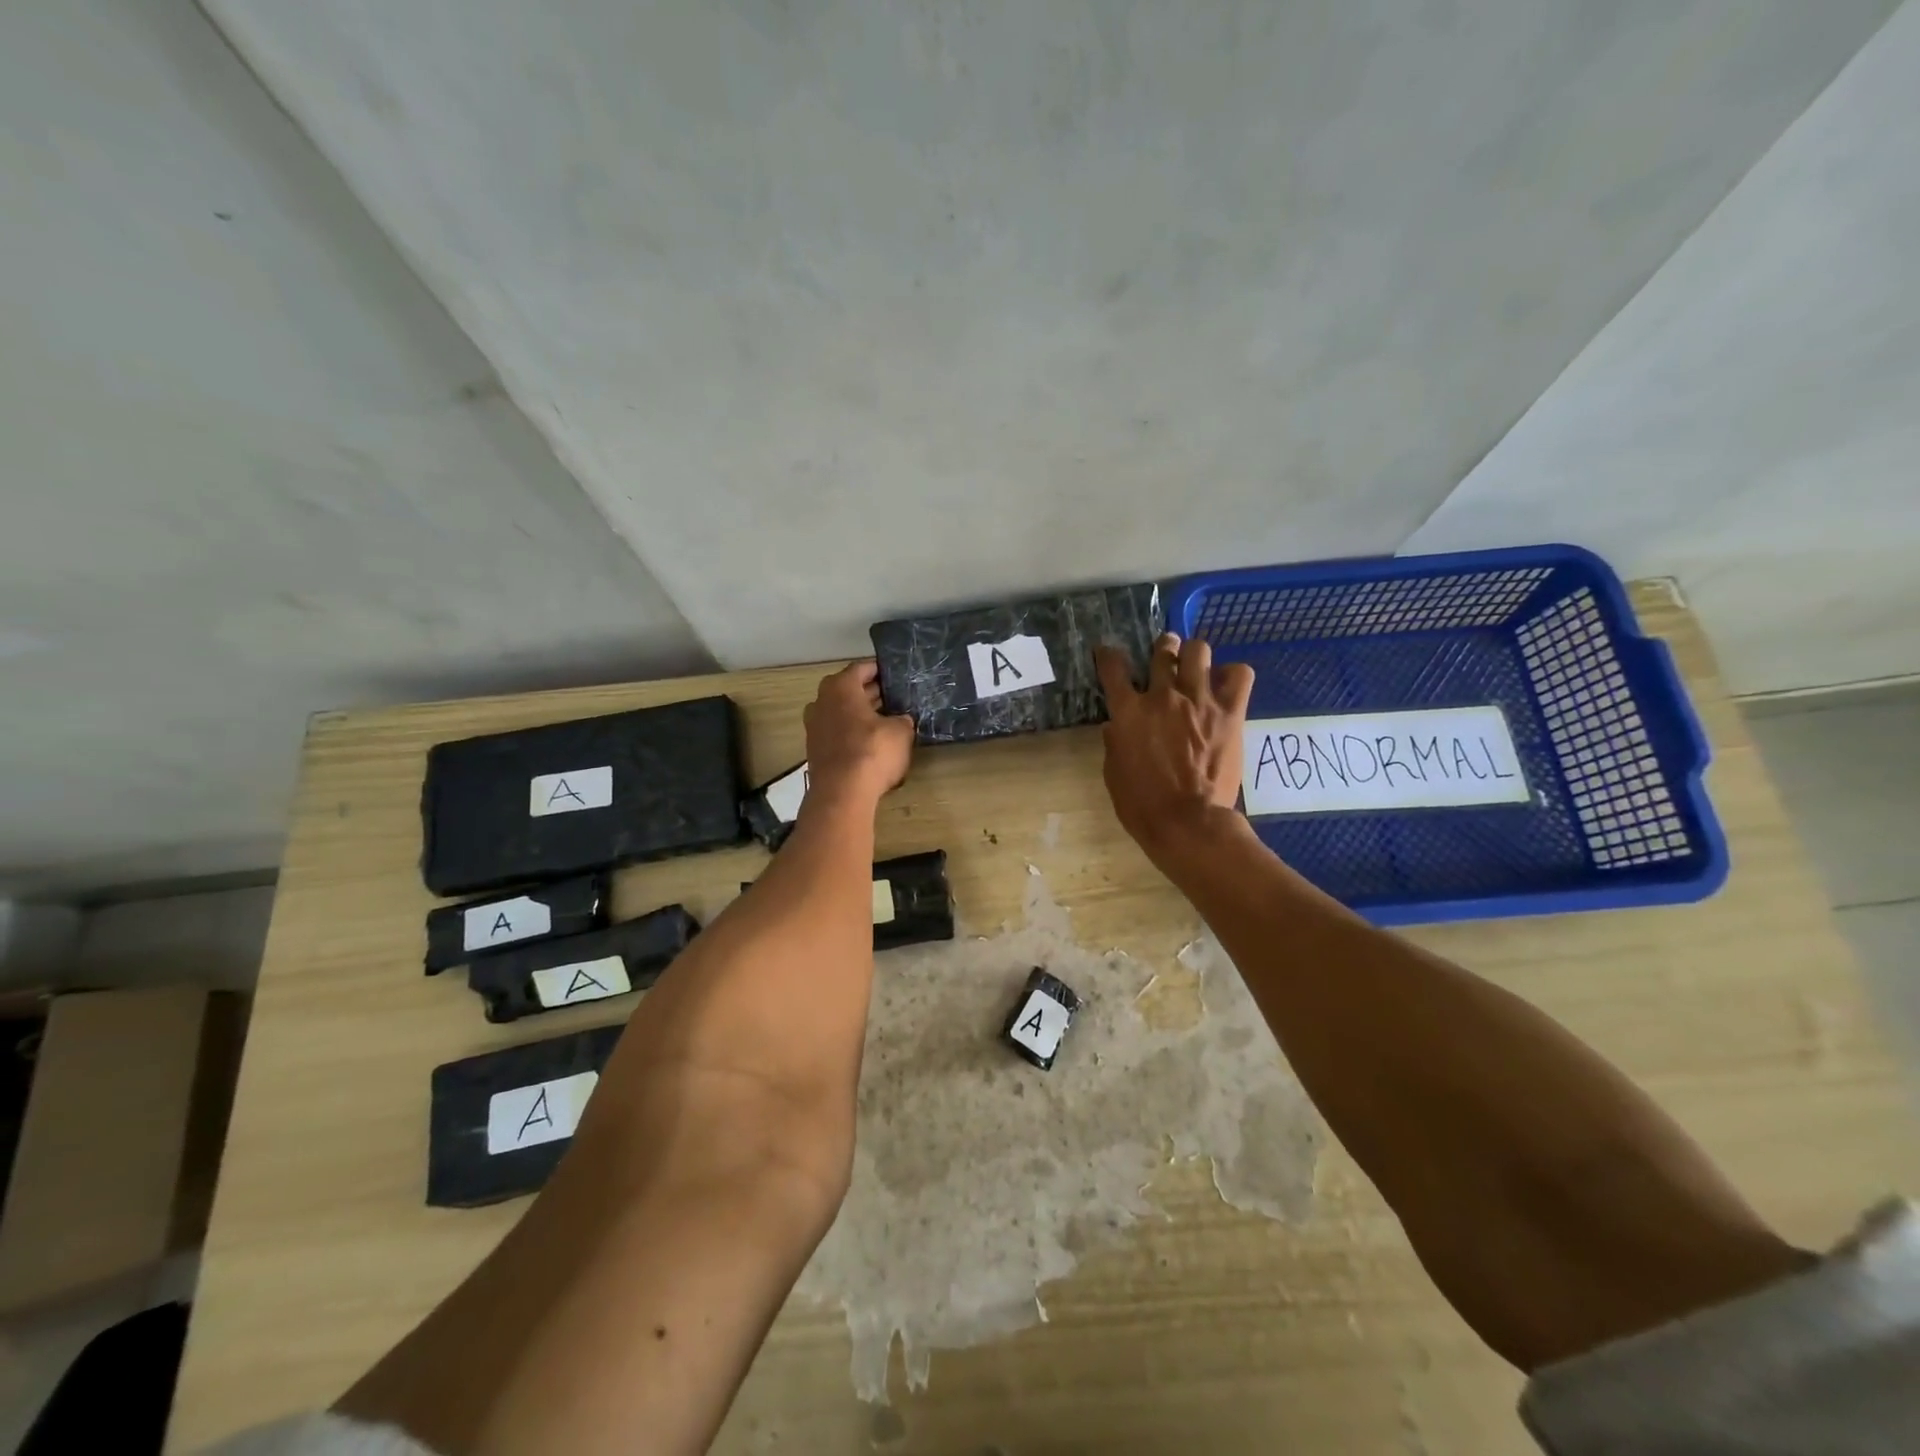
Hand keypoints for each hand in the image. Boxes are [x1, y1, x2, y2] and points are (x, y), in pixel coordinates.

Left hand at [803, 661, 914, 806]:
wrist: (842, 793)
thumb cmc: (873, 751)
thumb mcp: (901, 732)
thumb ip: (902, 720)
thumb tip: (901, 719)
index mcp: (840, 687)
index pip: (862, 668)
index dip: (881, 669)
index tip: (896, 674)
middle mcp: (822, 701)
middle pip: (849, 690)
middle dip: (871, 692)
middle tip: (895, 696)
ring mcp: (815, 726)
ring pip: (842, 711)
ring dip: (861, 713)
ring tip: (887, 719)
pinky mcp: (816, 749)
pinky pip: (838, 731)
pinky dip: (852, 732)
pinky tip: (872, 741)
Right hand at [1095, 633, 1253, 858]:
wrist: (1187, 822)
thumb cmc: (1142, 804)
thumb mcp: (1114, 773)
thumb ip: (1114, 743)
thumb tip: (1116, 726)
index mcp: (1128, 711)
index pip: (1112, 667)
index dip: (1108, 656)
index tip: (1108, 653)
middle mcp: (1162, 696)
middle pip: (1163, 650)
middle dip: (1162, 648)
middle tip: (1165, 656)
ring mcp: (1199, 700)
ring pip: (1199, 651)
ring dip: (1194, 655)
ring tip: (1196, 666)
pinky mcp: (1231, 712)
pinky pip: (1240, 675)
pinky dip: (1233, 675)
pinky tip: (1226, 686)